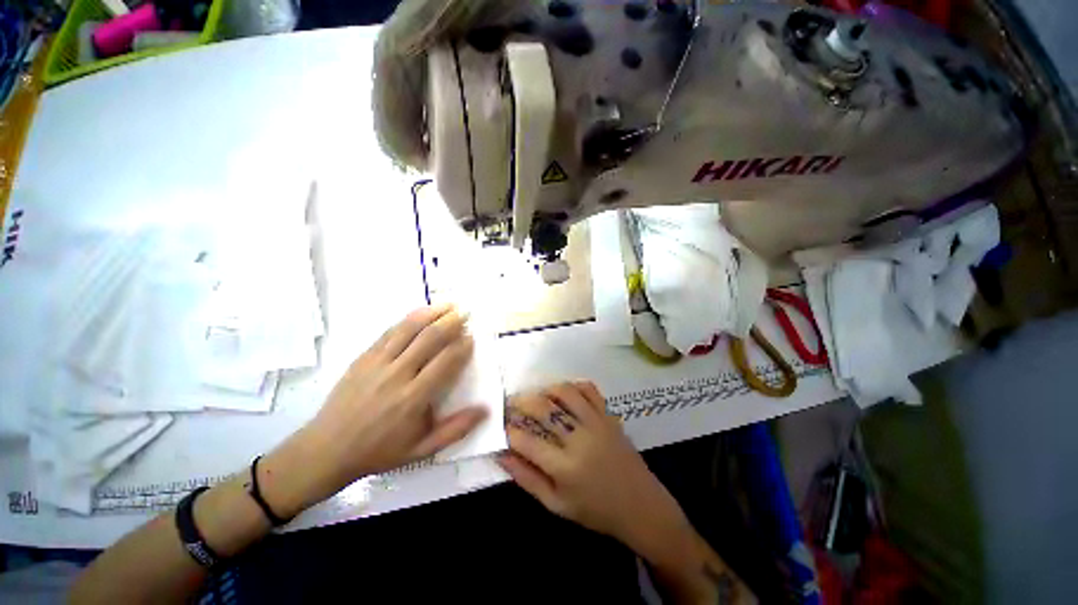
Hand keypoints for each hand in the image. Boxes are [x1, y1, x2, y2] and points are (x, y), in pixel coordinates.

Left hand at [264, 304, 486, 514]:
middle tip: (465, 313)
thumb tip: (485, 409)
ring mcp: (377, 363)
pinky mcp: (363, 357)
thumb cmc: (379, 451)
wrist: (326, 449)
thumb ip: (455, 430)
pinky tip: (421, 312)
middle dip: (451, 323)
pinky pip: (389, 332)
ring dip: (431, 314)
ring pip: (409, 329)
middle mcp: (397, 375)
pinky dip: (408, 319)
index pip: (445, 362)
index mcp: (413, 398)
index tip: (472, 337)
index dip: (462, 346)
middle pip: (429, 339)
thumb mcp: (421, 450)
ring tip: (448, 305)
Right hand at [497, 382, 689, 553]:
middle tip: (512, 404)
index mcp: (565, 468)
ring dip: (545, 390)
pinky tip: (563, 392)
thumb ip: (527, 479)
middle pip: (544, 409)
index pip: (527, 442)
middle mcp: (580, 439)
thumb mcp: (556, 505)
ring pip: (566, 392)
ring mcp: (597, 423)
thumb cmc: (595, 510)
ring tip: (536, 396)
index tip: (502, 425)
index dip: (509, 431)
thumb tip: (502, 454)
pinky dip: (573, 385)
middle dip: (521, 403)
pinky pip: (589, 389)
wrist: (640, 505)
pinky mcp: (609, 415)